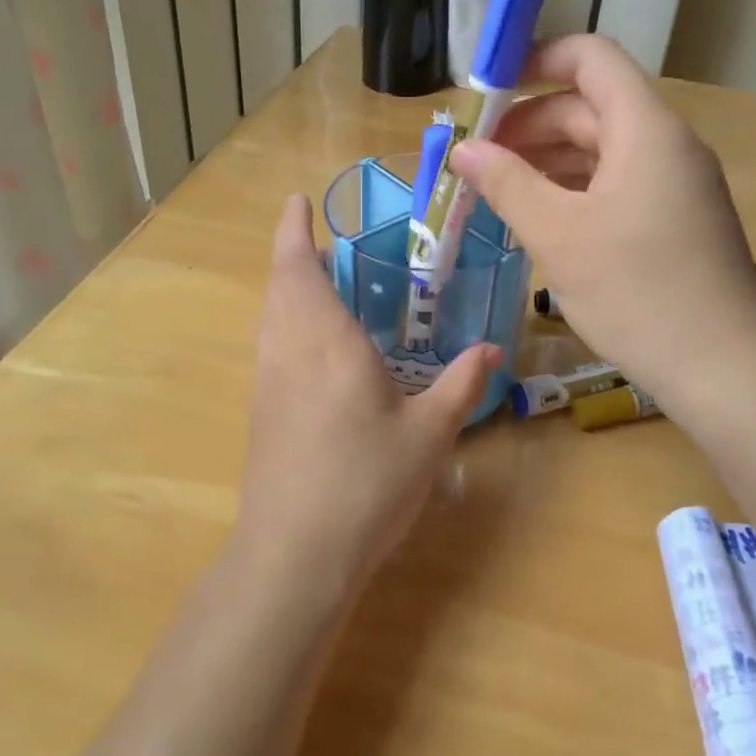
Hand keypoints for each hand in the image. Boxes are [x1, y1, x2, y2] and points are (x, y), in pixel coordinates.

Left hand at [235, 194, 499, 600]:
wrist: (294, 554)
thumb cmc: (365, 483)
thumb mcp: (428, 434)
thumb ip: (461, 385)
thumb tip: (494, 350)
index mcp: (326, 342)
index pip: (299, 268)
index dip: (293, 230)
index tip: (296, 200)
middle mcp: (288, 351)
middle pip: (280, 285)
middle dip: (295, 254)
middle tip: (329, 243)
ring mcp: (268, 382)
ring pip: (271, 315)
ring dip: (289, 288)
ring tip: (324, 284)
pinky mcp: (261, 412)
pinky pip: (272, 345)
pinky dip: (288, 322)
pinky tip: (316, 347)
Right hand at [446, 35, 755, 409]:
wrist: (724, 371)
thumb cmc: (637, 292)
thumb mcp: (559, 235)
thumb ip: (507, 183)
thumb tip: (463, 149)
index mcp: (645, 129)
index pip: (591, 58)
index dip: (536, 61)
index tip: (487, 91)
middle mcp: (666, 144)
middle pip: (589, 107)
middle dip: (529, 124)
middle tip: (476, 157)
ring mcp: (676, 184)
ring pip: (601, 150)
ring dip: (547, 160)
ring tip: (496, 188)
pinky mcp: (676, 220)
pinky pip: (616, 184)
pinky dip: (574, 190)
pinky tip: (539, 217)